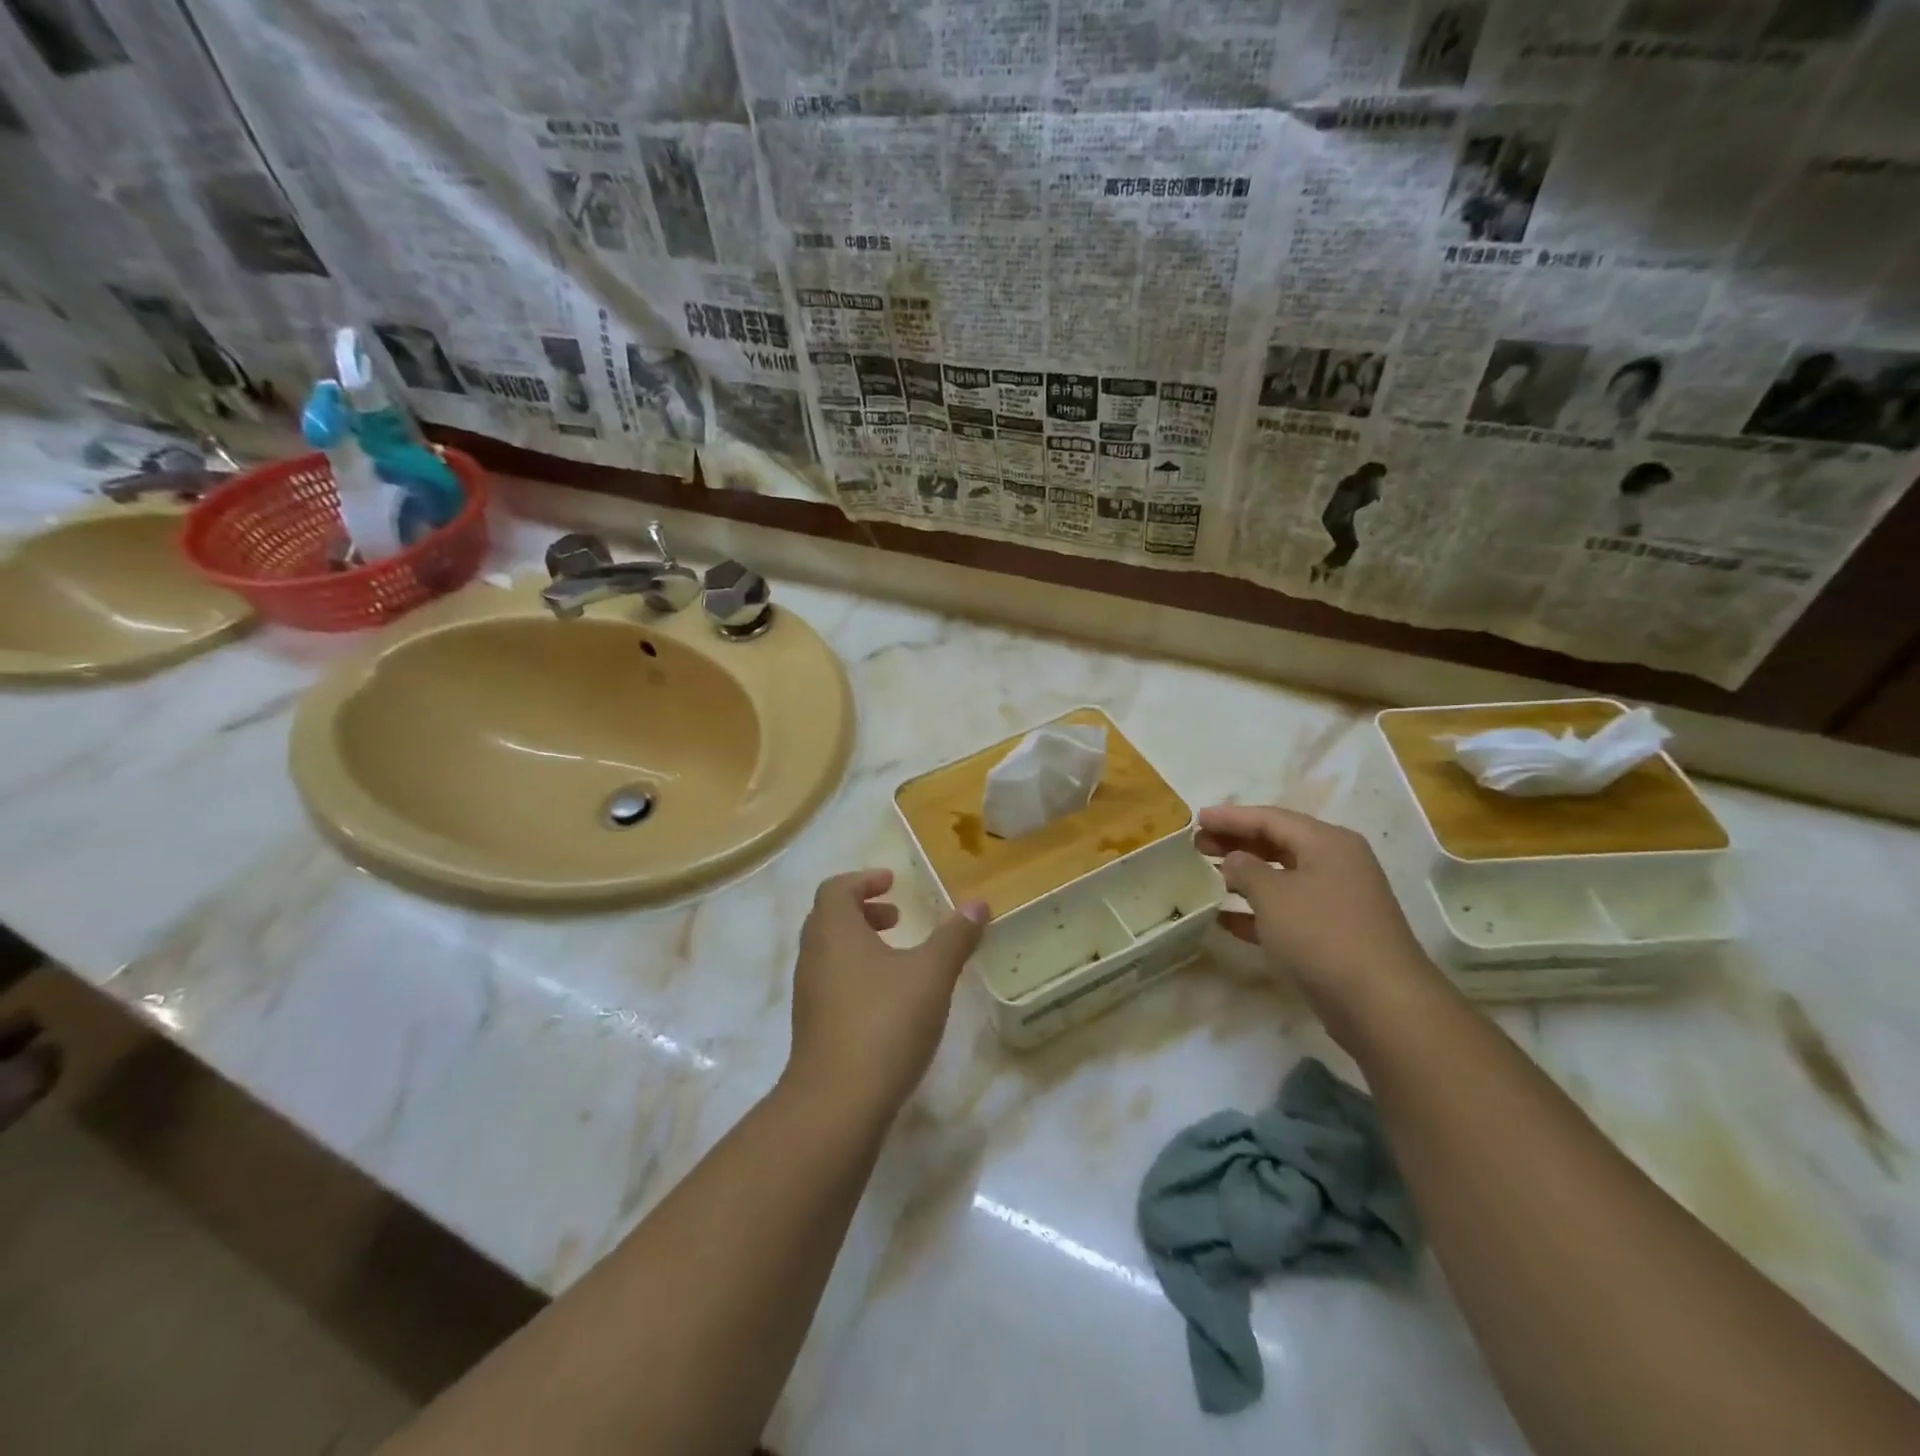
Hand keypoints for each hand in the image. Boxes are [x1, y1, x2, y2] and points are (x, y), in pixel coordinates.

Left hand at [783, 869, 987, 1120]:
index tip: (893, 884)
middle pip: (829, 918)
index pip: (836, 888)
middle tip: (898, 917)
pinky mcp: (812, 1026)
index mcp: (834, 931)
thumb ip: (955, 936)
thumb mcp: (931, 974)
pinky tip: (888, 999)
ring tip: (899, 958)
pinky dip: (856, 973)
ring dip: (860, 943)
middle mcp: (813, 955)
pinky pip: (831, 982)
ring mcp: (808, 993)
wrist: (838, 1102)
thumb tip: (978, 903)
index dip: (864, 880)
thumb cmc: (885, 1022)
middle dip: (863, 911)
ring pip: (829, 952)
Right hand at [1198, 804, 1439, 1042]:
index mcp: (1327, 843)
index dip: (1230, 817)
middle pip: (1277, 844)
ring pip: (1281, 878)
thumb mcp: (1273, 894)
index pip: (1270, 818)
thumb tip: (1234, 861)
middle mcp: (1336, 865)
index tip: (1196, 819)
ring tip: (1207, 876)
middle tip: (1197, 846)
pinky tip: (1224, 919)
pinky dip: (1256, 911)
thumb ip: (1245, 869)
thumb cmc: (1322, 934)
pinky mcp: (1332, 935)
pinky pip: (1287, 911)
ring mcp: (1337, 901)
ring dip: (1244, 877)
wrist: (1380, 1004)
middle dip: (1236, 843)